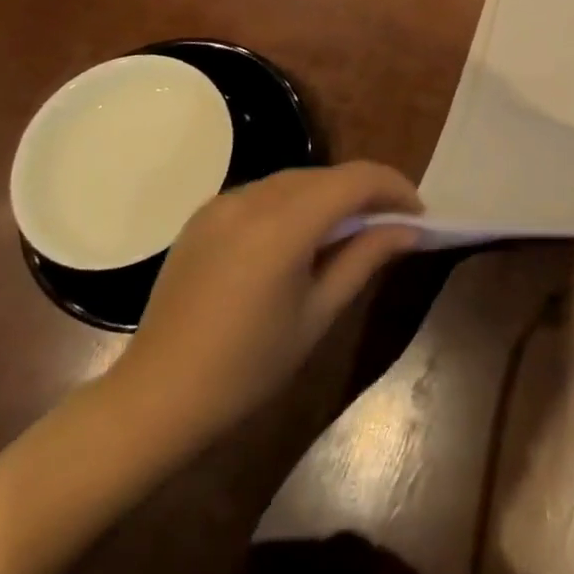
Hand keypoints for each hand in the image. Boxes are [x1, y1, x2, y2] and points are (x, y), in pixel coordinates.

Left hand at [100, 162, 421, 455]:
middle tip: (391, 225)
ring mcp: (223, 202)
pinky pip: (265, 192)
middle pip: (327, 175)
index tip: (418, 214)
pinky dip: (295, 202)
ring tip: (349, 230)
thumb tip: (408, 229)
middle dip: (365, 192)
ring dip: (330, 195)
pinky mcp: (205, 214)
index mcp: (283, 225)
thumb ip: (364, 259)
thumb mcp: (317, 315)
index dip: (394, 188)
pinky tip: (300, 236)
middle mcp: (252, 198)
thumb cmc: (247, 368)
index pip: (355, 180)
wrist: (156, 397)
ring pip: (296, 179)